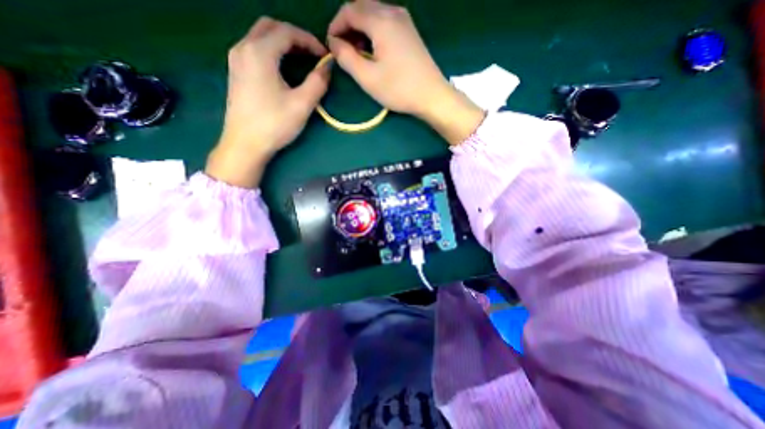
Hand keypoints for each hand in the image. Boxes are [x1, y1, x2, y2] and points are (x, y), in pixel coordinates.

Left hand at [206, 17, 328, 186]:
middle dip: (295, 37)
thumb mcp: (302, 104)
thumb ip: (317, 82)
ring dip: (283, 43)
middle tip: (312, 54)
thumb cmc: (274, 124)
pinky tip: (283, 68)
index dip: (309, 41)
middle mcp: (243, 48)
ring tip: (302, 60)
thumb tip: (327, 67)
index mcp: (259, 52)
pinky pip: (254, 49)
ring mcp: (236, 59)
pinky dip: (272, 51)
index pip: (287, 32)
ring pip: (260, 36)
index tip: (325, 56)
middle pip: (270, 27)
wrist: (245, 144)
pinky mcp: (236, 72)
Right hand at [327, 0, 482, 145]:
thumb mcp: (367, 77)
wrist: (432, 96)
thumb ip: (346, 57)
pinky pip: (386, 22)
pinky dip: (374, 32)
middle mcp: (393, 12)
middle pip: (362, 7)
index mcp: (381, 20)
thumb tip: (334, 43)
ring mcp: (405, 21)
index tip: (331, 46)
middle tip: (343, 49)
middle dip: (348, 26)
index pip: (349, 10)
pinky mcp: (410, 32)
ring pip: (374, 13)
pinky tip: (374, 50)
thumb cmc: (399, 89)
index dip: (335, 26)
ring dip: (361, 29)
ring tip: (357, 52)